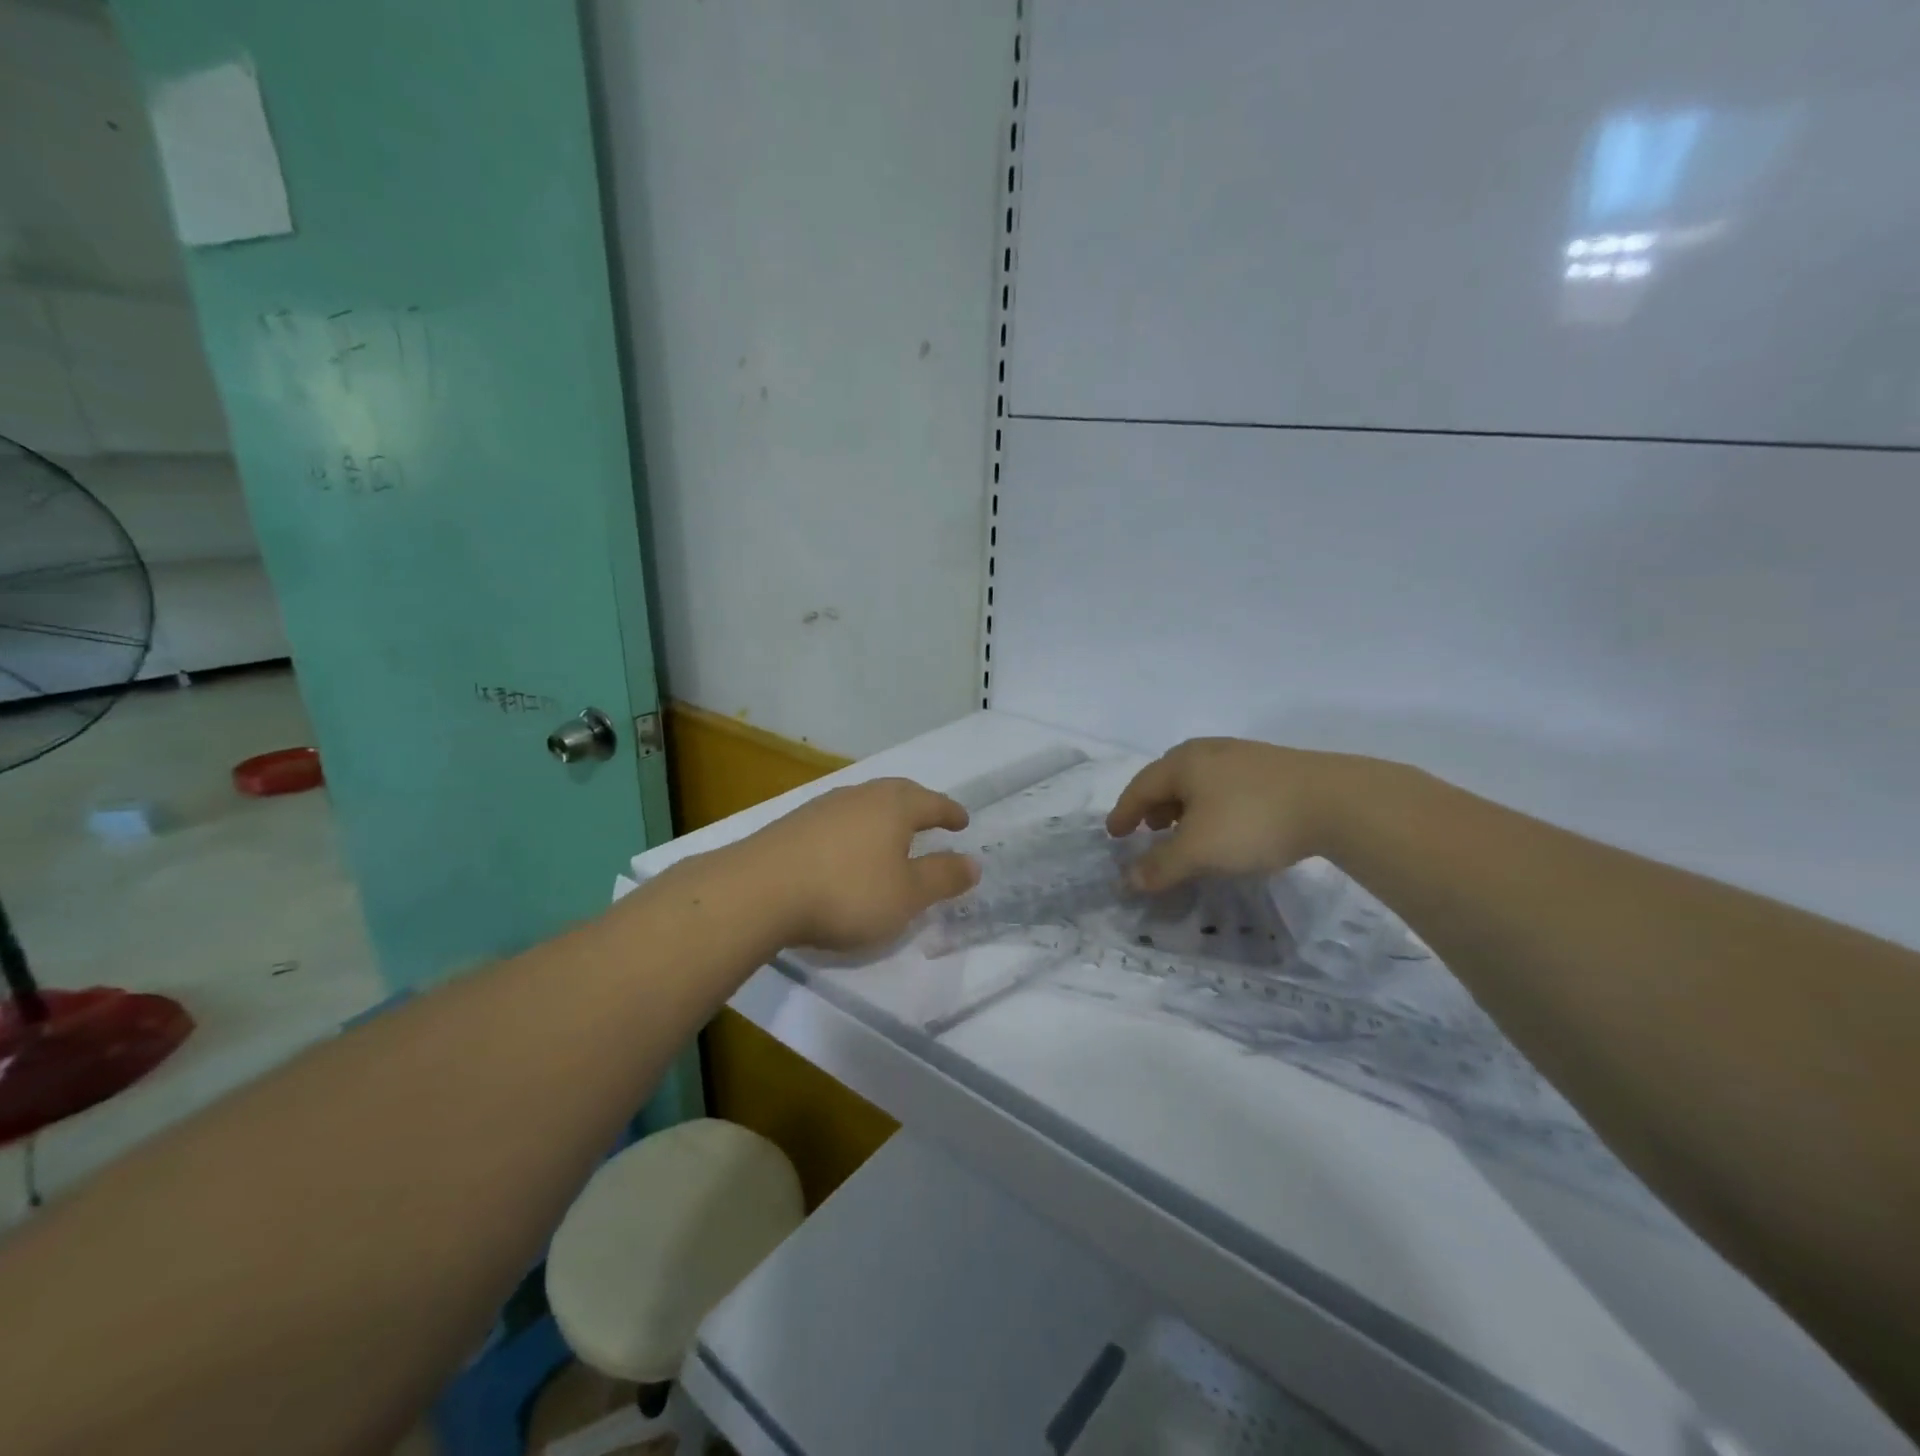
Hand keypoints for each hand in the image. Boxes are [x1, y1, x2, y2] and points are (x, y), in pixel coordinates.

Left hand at [742, 778, 979, 951]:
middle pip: (898, 793)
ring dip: (884, 816)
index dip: (950, 813)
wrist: (759, 891)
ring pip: (865, 803)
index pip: (932, 803)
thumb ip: (942, 878)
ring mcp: (823, 807)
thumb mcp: (907, 895)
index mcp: (894, 807)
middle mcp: (861, 796)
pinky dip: (855, 829)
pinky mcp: (794, 824)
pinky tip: (848, 849)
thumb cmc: (847, 892)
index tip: (962, 822)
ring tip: (891, 835)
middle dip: (918, 805)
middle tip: (931, 819)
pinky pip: (839, 819)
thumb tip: (973, 863)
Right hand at [1105, 738, 1385, 892]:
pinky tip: (1228, 826)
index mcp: (1183, 763)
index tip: (1113, 833)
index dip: (1124, 812)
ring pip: (1201, 781)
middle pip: (1169, 777)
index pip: (1141, 787)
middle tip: (1149, 829)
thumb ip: (1160, 867)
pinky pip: (1227, 786)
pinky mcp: (1275, 768)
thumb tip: (1128, 880)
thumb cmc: (1251, 821)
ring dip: (1184, 806)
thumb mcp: (1198, 851)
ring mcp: (1245, 756)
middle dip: (1154, 805)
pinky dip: (1213, 806)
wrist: (1336, 802)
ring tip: (1186, 830)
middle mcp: (1209, 751)